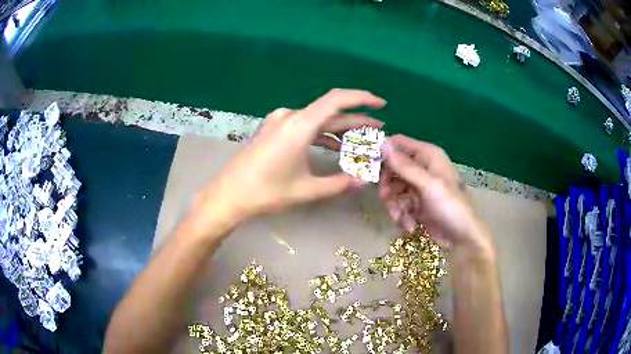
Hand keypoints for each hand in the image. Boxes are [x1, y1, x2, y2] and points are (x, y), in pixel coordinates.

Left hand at [196, 89, 385, 228]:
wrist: (229, 194)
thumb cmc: (266, 192)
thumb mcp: (307, 190)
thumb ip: (340, 183)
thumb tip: (366, 180)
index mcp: (299, 125)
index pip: (337, 100)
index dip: (362, 98)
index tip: (381, 104)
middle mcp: (291, 116)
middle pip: (331, 111)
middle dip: (357, 120)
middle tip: (379, 129)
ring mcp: (280, 122)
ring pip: (318, 119)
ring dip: (340, 129)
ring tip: (363, 140)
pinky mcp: (275, 130)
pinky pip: (305, 126)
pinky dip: (323, 134)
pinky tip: (336, 146)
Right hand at [379, 135, 494, 256]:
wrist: (462, 237)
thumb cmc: (450, 206)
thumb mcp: (428, 185)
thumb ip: (404, 165)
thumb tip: (382, 142)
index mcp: (428, 155)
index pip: (398, 144)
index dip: (383, 152)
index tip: (368, 166)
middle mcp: (422, 167)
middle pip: (392, 168)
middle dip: (387, 185)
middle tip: (385, 198)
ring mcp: (418, 186)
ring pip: (393, 188)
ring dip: (394, 204)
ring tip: (400, 218)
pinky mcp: (416, 203)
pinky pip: (399, 203)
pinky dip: (401, 214)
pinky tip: (409, 225)